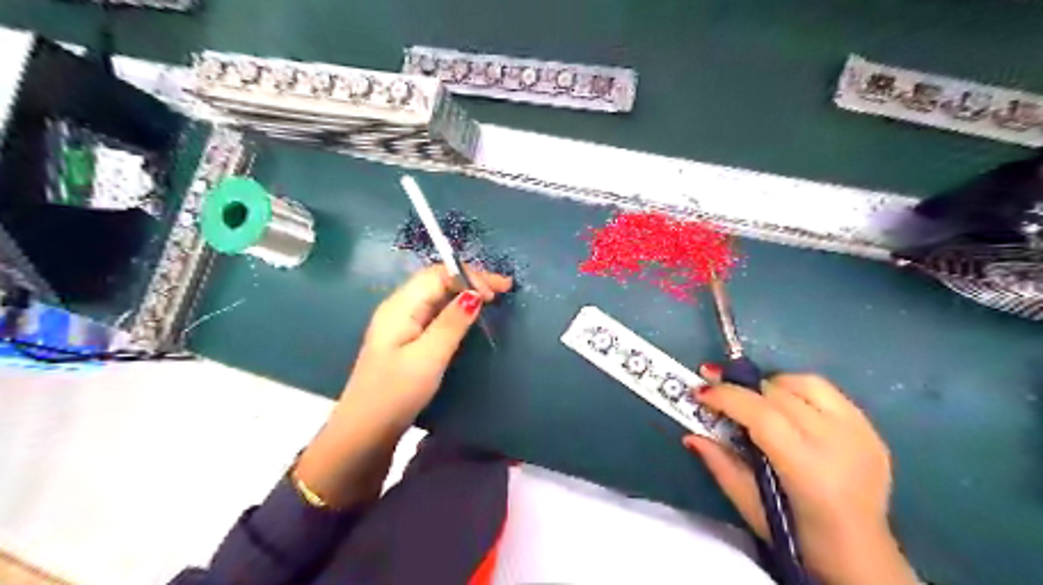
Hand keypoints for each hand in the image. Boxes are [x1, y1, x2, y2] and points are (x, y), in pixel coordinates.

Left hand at [293, 264, 512, 506]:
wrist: (363, 434)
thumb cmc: (395, 394)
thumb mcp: (428, 357)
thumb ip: (451, 323)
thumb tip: (475, 293)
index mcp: (399, 307)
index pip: (438, 274)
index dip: (470, 276)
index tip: (500, 290)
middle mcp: (399, 309)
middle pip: (437, 281)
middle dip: (470, 280)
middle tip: (503, 290)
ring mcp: (401, 325)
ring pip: (437, 297)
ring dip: (465, 293)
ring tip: (493, 298)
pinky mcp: (406, 341)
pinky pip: (434, 313)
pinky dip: (456, 309)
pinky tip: (469, 317)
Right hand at [686, 371, 913, 583]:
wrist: (863, 554)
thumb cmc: (798, 535)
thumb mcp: (749, 505)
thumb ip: (720, 464)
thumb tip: (690, 434)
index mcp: (806, 467)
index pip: (761, 414)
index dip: (727, 396)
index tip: (700, 391)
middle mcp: (837, 441)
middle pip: (779, 393)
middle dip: (743, 389)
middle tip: (719, 394)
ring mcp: (859, 432)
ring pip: (805, 383)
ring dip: (772, 386)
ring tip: (755, 399)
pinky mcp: (869, 429)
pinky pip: (827, 391)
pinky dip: (799, 390)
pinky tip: (788, 407)